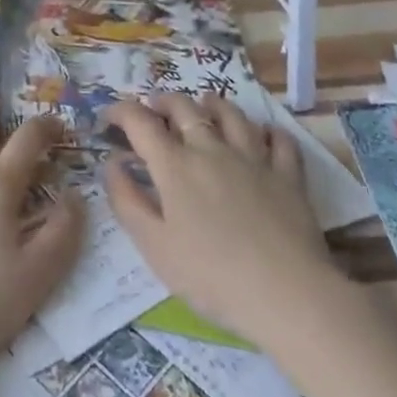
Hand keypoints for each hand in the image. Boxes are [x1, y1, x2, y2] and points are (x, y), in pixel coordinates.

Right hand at [104, 93, 341, 345]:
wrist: (287, 294)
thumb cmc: (212, 276)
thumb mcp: (154, 246)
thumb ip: (127, 200)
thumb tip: (112, 163)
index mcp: (175, 165)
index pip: (139, 121)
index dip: (119, 111)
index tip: (108, 117)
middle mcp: (211, 148)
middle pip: (184, 107)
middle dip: (163, 101)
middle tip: (154, 108)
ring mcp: (253, 158)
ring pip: (230, 113)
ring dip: (212, 104)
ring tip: (204, 105)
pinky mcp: (288, 175)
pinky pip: (279, 140)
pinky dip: (268, 131)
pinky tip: (264, 134)